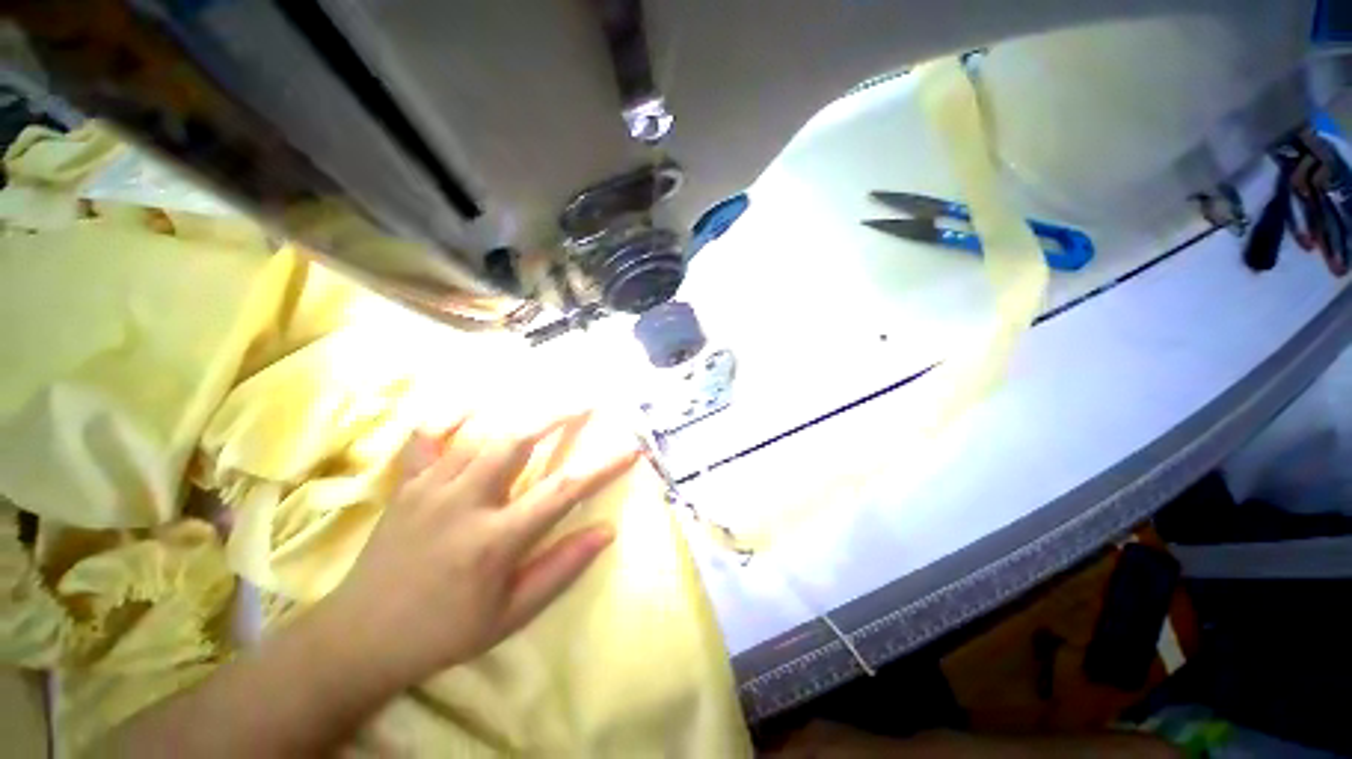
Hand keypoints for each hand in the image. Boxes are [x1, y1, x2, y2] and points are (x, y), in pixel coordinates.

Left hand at [322, 410, 638, 688]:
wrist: (358, 639)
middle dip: (557, 415)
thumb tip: (606, 531)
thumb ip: (561, 568)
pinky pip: (430, 437)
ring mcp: (431, 488)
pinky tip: (473, 403)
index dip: (602, 467)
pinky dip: (453, 415)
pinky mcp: (408, 484)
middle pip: (517, 441)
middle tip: (586, 400)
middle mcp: (464, 502)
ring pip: (482, 434)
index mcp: (494, 540)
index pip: (563, 492)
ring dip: (521, 412)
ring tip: (549, 397)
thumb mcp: (510, 615)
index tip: (631, 450)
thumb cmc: (443, 632)